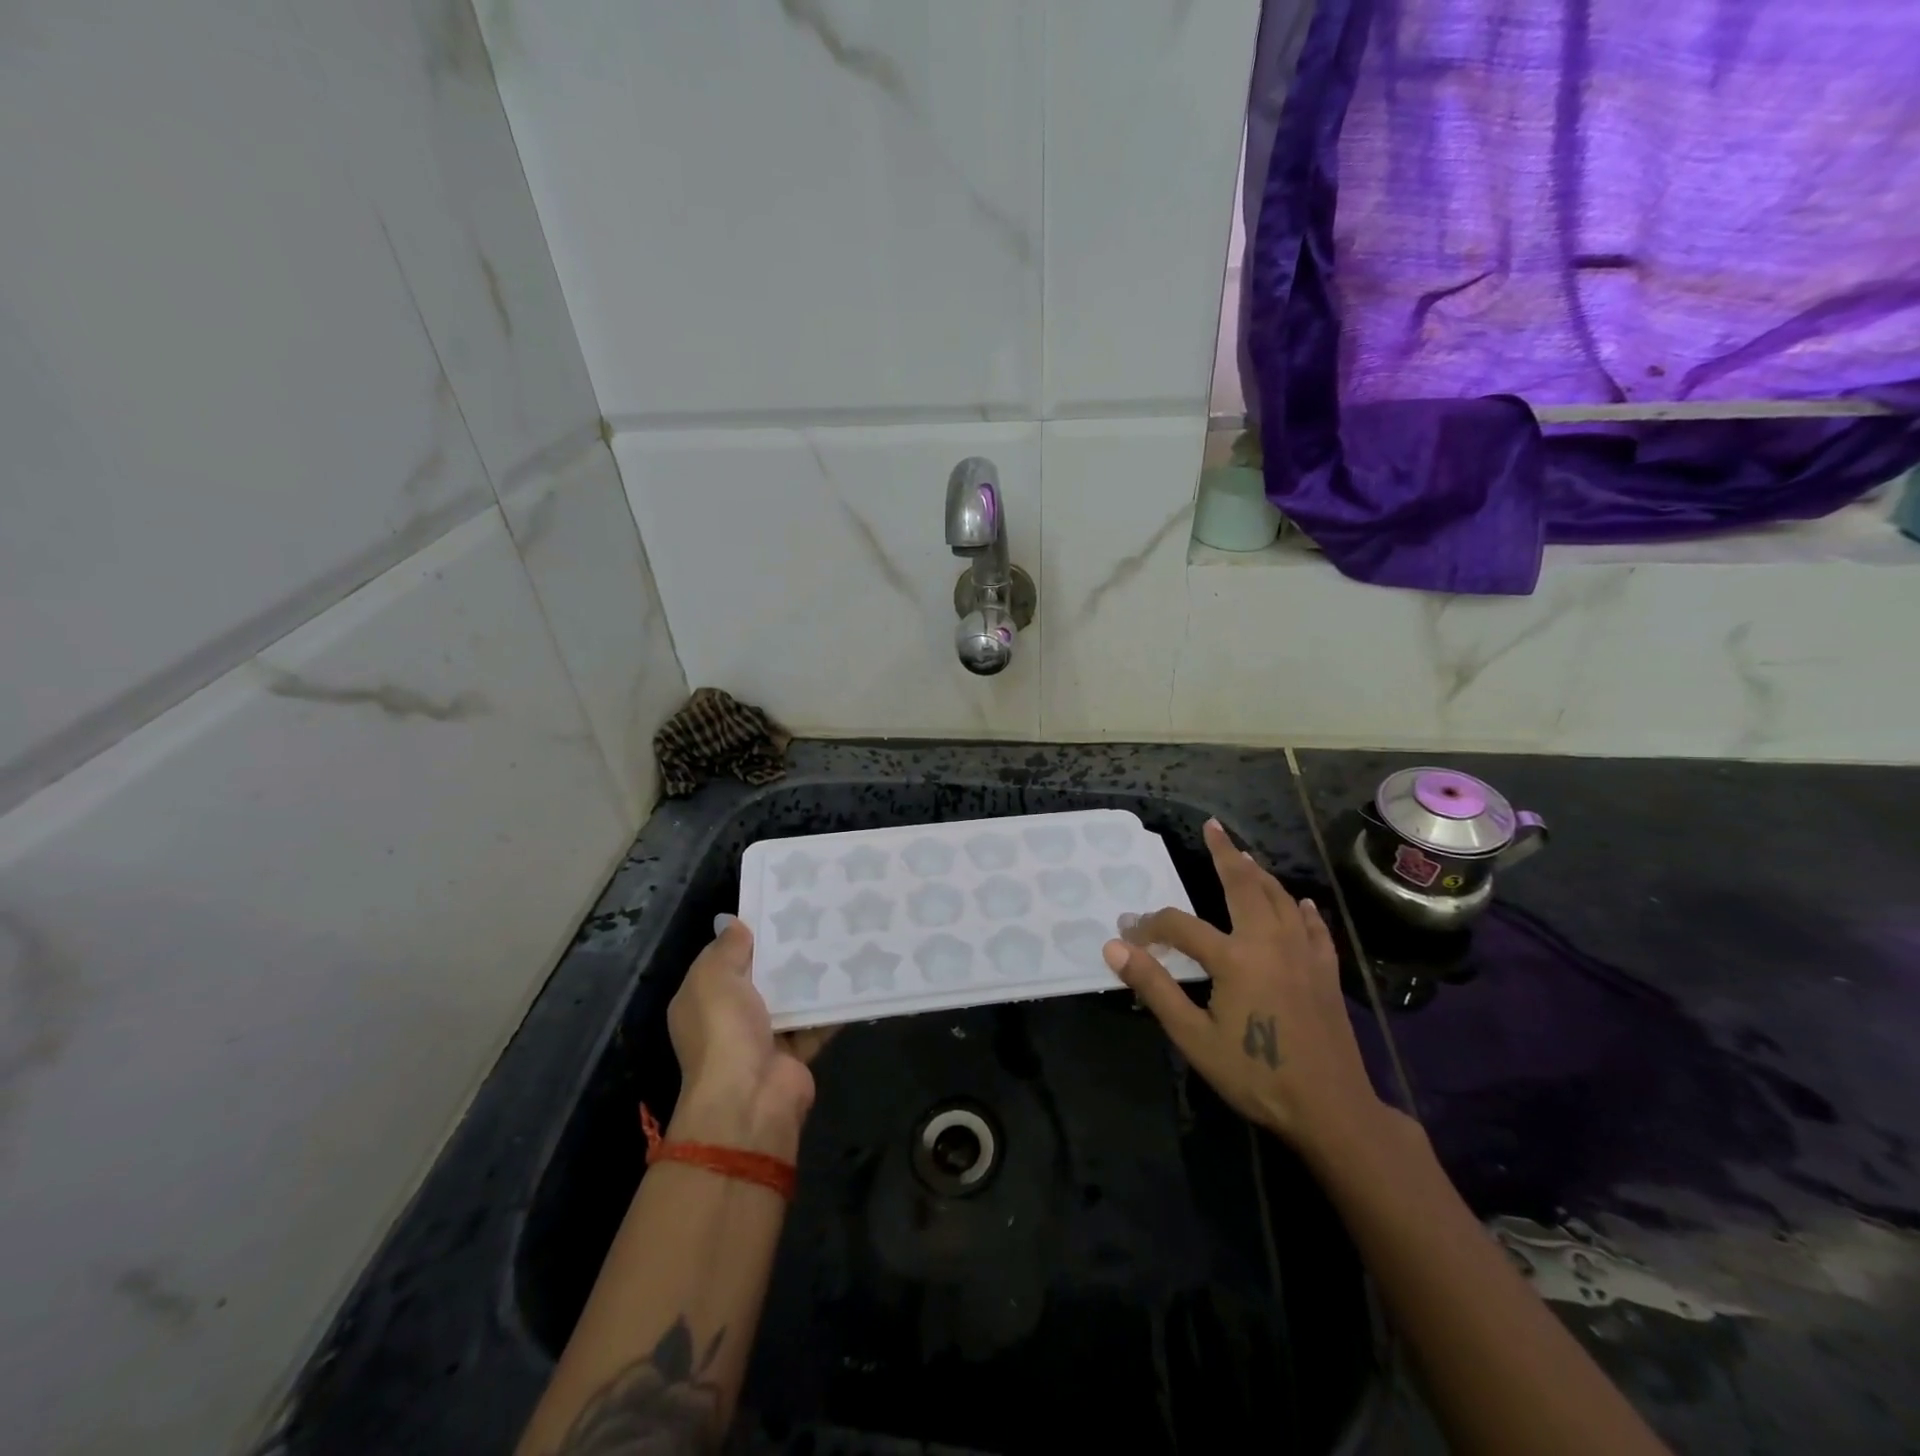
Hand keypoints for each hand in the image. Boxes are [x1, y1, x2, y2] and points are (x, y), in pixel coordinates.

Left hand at [665, 916, 830, 1159]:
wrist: (750, 1099)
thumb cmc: (724, 1030)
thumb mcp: (714, 978)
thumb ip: (727, 948)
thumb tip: (732, 922)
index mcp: (703, 999)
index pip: (725, 959)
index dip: (747, 935)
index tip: (779, 908)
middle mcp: (730, 1018)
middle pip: (762, 977)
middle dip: (785, 953)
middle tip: (817, 917)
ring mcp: (764, 1037)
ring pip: (791, 997)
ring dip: (811, 976)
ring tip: (840, 938)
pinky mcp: (795, 1052)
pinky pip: (817, 1021)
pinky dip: (833, 1005)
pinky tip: (855, 976)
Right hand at [1102, 819, 1382, 1160]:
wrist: (1331, 1109)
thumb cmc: (1255, 1074)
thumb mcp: (1193, 1037)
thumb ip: (1154, 987)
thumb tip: (1114, 947)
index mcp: (1234, 957)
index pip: (1180, 925)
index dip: (1150, 925)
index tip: (1129, 933)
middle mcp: (1269, 942)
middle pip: (1243, 886)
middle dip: (1224, 854)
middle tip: (1213, 827)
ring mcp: (1303, 954)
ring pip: (1280, 899)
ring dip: (1259, 873)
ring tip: (1244, 855)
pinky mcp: (1326, 971)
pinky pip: (1314, 927)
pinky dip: (1303, 909)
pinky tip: (1301, 902)